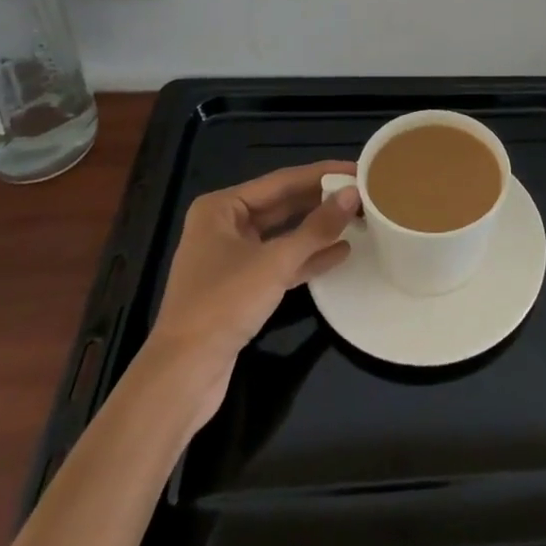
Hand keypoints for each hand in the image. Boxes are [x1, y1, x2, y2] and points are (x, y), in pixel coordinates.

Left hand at [150, 162, 359, 386]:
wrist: (182, 377)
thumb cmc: (223, 305)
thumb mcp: (275, 262)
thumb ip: (317, 228)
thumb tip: (353, 194)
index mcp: (222, 207)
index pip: (282, 181)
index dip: (322, 174)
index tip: (358, 168)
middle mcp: (224, 226)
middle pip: (282, 205)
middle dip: (321, 201)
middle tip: (363, 192)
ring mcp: (231, 258)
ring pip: (283, 235)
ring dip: (318, 229)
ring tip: (358, 219)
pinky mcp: (240, 288)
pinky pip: (279, 262)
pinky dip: (306, 258)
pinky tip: (340, 253)